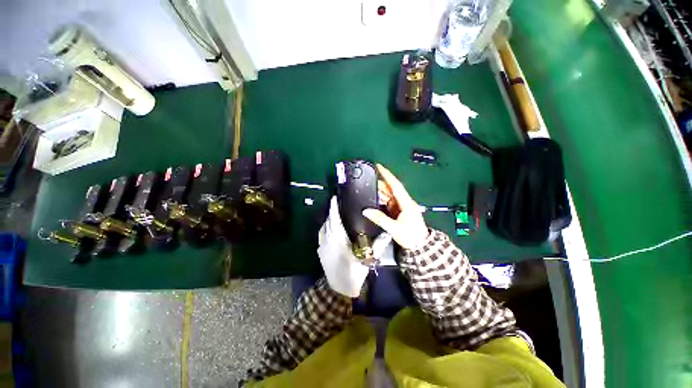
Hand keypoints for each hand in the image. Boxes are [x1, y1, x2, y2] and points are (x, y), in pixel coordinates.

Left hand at [318, 196, 392, 297]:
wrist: (339, 290)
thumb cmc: (353, 273)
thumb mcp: (367, 259)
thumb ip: (378, 245)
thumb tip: (387, 233)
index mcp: (339, 240)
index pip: (335, 219)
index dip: (334, 208)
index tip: (334, 198)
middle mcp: (328, 240)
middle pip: (328, 221)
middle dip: (332, 211)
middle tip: (338, 204)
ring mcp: (322, 246)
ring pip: (323, 227)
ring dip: (328, 219)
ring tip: (336, 214)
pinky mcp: (320, 251)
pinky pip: (321, 234)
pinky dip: (325, 227)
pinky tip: (331, 227)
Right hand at [363, 164, 428, 250]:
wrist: (420, 246)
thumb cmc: (410, 236)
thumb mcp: (394, 228)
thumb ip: (379, 218)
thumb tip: (366, 211)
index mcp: (406, 203)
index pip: (396, 185)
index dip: (387, 175)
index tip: (379, 167)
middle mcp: (404, 202)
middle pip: (391, 190)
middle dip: (380, 185)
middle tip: (367, 182)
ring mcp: (402, 206)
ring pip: (389, 196)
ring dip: (379, 193)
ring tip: (368, 191)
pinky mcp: (400, 210)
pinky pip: (389, 202)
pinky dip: (381, 201)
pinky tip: (374, 201)